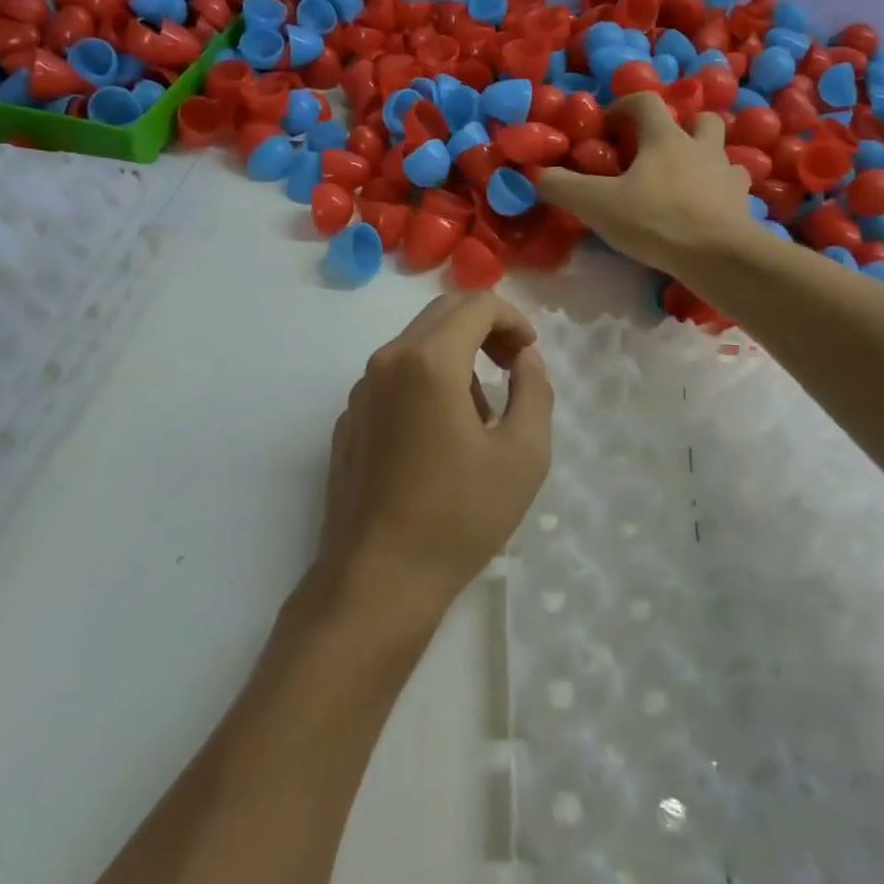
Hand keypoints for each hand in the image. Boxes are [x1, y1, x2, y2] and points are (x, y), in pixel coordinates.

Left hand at [317, 295, 554, 617]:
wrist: (377, 579)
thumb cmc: (458, 516)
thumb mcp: (522, 455)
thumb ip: (534, 391)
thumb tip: (523, 359)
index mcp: (429, 361)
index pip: (477, 304)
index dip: (513, 319)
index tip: (529, 355)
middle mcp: (387, 361)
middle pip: (443, 313)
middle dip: (486, 328)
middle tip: (513, 367)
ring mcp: (361, 390)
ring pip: (417, 344)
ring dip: (457, 356)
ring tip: (482, 413)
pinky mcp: (349, 419)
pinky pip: (395, 377)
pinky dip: (427, 382)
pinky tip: (440, 437)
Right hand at [536, 91, 752, 273]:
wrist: (719, 256)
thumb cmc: (655, 220)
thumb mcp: (596, 204)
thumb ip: (563, 187)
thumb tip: (538, 174)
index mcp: (665, 138)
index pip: (645, 102)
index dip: (623, 108)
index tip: (607, 129)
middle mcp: (701, 147)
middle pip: (699, 119)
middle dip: (679, 127)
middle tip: (656, 152)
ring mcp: (727, 175)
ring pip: (721, 152)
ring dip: (703, 158)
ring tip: (682, 181)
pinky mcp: (742, 204)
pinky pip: (733, 187)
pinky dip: (719, 191)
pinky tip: (704, 208)